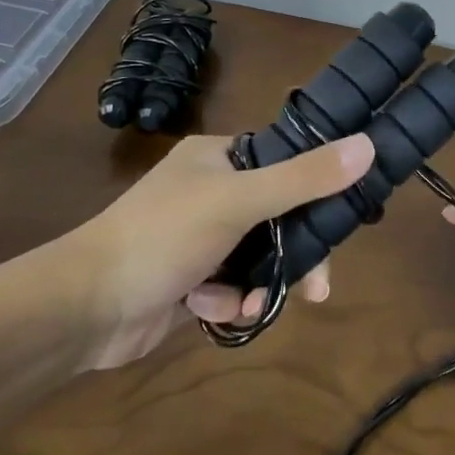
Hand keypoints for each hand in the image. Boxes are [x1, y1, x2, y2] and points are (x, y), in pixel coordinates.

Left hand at [72, 132, 374, 368]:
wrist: (87, 307)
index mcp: (218, 158)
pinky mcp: (190, 280)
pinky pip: (232, 287)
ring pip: (258, 258)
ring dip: (260, 283)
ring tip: (251, 303)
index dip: (316, 189)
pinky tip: (211, 308)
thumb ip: (304, 178)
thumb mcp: (238, 200)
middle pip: (277, 217)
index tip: (342, 220)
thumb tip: (368, 145)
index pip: (284, 163)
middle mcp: (210, 191)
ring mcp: (199, 238)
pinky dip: (228, 300)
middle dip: (294, 254)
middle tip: (317, 286)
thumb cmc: (163, 236)